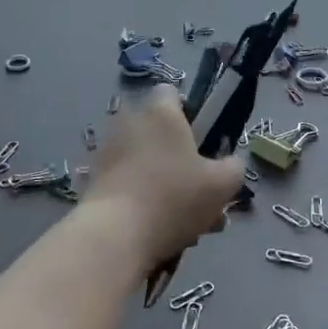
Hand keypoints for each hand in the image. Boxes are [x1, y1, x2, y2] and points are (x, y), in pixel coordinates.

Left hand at [85, 87, 245, 268]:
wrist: (114, 235)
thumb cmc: (173, 197)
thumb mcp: (221, 185)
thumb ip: (233, 168)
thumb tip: (230, 163)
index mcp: (160, 113)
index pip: (171, 93)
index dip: (189, 113)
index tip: (202, 142)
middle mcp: (129, 122)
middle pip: (159, 132)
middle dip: (179, 159)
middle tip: (199, 192)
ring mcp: (107, 152)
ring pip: (145, 163)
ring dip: (163, 185)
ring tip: (185, 224)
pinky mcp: (94, 181)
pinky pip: (127, 184)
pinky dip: (142, 202)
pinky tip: (159, 233)